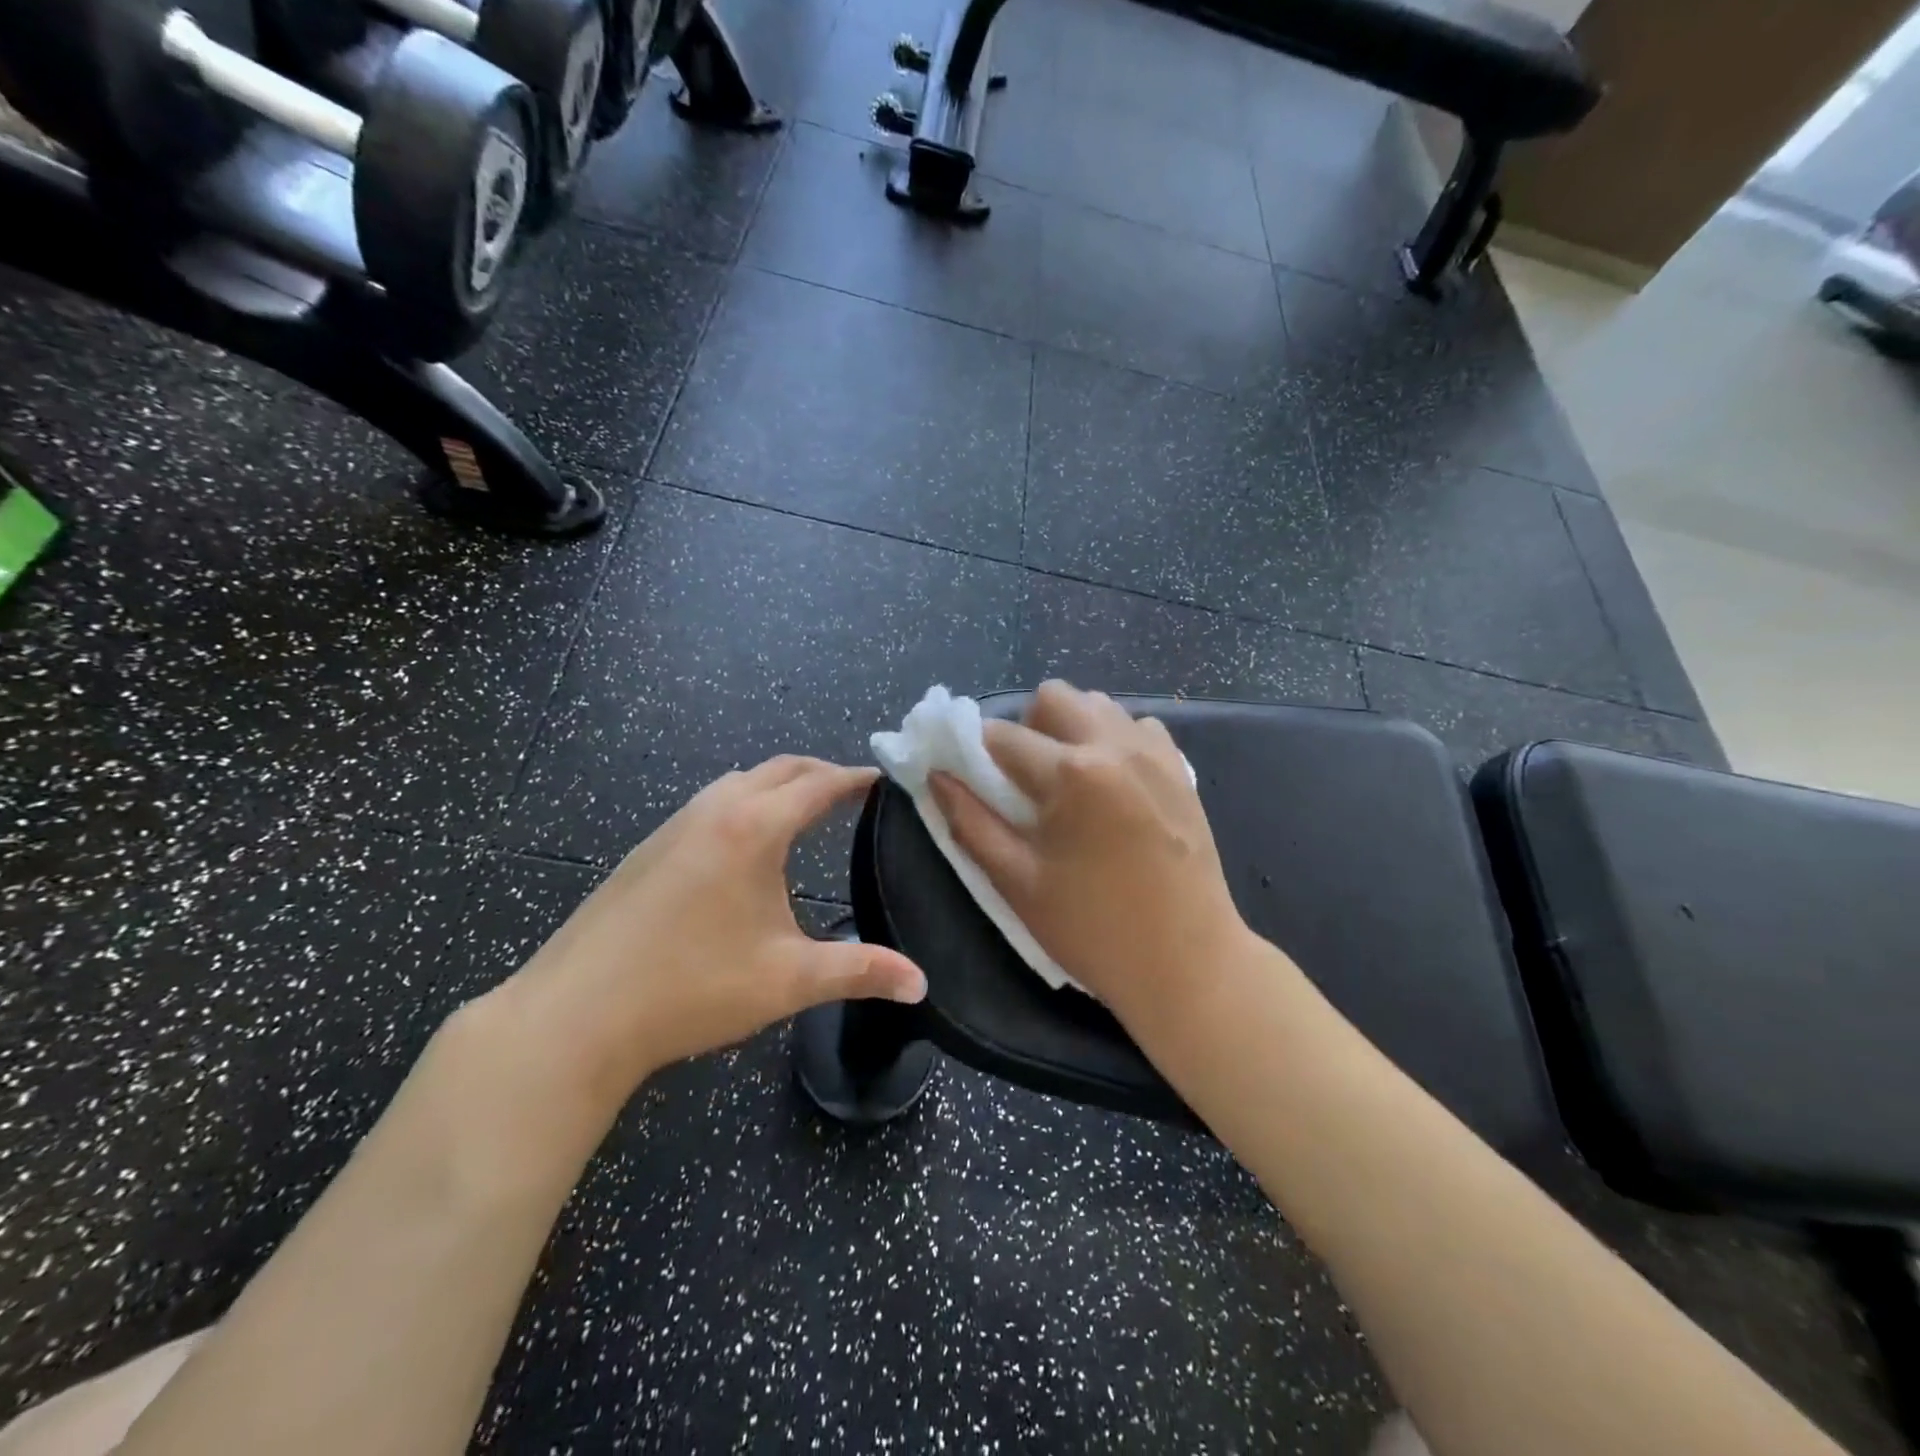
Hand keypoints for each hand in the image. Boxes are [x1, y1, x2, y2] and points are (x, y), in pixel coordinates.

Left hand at [493, 757, 925, 1108]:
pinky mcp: (648, 849)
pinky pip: (710, 804)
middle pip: (779, 769)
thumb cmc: (692, 988)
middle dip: (821, 773)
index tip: (886, 779)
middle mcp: (714, 811)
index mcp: (753, 828)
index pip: (819, 783)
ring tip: (806, 812)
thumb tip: (921, 985)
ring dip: (778, 785)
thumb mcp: (788, 980)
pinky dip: (744, 803)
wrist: (575, 1015)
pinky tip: (745, 847)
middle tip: (854, 793)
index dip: (856, 778)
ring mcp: (673, 826)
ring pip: (738, 782)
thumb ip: (861, 972)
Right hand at [930, 681, 1251, 1024]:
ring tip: (1070, 783)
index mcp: (1071, 773)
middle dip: (1027, 728)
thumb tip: (936, 776)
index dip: (974, 754)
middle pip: (1053, 696)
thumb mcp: (1018, 882)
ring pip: (1097, 705)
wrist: (1187, 962)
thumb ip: (970, 822)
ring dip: (1070, 730)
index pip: (1001, 736)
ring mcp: (1154, 753)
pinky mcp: (1180, 768)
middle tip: (1026, 780)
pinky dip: (1113, 741)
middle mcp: (1115, 745)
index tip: (971, 778)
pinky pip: (1136, 727)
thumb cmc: (1093, 929)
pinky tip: (1112, 787)